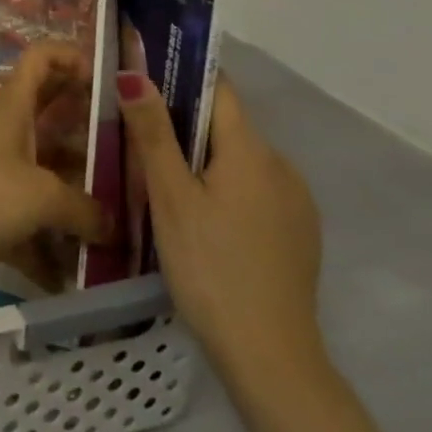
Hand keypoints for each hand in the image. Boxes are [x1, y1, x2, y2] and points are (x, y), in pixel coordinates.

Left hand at [0, 41, 109, 303]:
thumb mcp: (43, 194)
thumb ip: (85, 208)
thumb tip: (112, 225)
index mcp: (13, 108)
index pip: (40, 60)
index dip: (70, 57)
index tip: (106, 78)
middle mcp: (7, 135)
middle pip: (52, 118)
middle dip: (89, 132)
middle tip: (133, 152)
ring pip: (49, 177)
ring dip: (80, 198)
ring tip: (127, 219)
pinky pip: (35, 228)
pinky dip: (56, 249)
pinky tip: (90, 275)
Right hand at [120, 71, 324, 390]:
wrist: (270, 359)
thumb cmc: (210, 268)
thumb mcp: (170, 197)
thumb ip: (153, 131)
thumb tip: (133, 72)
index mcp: (251, 149)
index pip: (218, 88)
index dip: (181, 76)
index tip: (145, 79)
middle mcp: (281, 165)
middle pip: (227, 126)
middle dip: (185, 126)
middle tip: (140, 144)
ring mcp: (296, 202)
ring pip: (241, 160)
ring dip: (206, 161)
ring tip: (165, 186)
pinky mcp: (299, 233)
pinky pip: (256, 190)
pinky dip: (227, 190)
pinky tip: (203, 222)